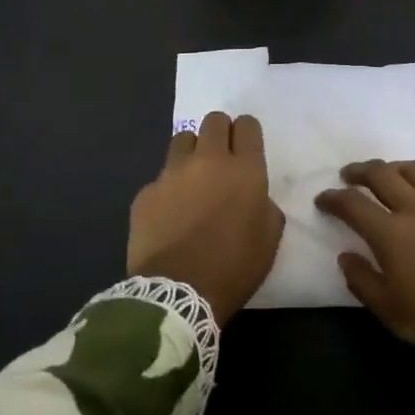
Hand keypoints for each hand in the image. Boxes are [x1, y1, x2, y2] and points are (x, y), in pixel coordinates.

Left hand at [128, 112, 282, 323]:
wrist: (178, 294)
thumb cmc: (233, 268)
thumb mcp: (268, 239)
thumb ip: (265, 206)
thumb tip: (254, 197)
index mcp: (244, 171)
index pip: (247, 125)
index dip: (247, 133)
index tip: (246, 146)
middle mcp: (208, 161)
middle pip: (213, 121)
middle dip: (220, 132)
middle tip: (221, 157)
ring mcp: (172, 174)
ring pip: (182, 139)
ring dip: (191, 151)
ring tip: (192, 177)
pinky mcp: (146, 193)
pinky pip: (160, 178)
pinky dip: (167, 188)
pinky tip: (169, 213)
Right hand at [316, 160, 414, 408]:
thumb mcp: (393, 314)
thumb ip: (363, 282)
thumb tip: (346, 256)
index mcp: (392, 235)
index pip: (353, 204)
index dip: (333, 198)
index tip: (323, 198)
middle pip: (382, 173)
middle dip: (359, 171)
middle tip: (348, 175)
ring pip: (414, 169)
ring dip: (392, 167)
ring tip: (385, 174)